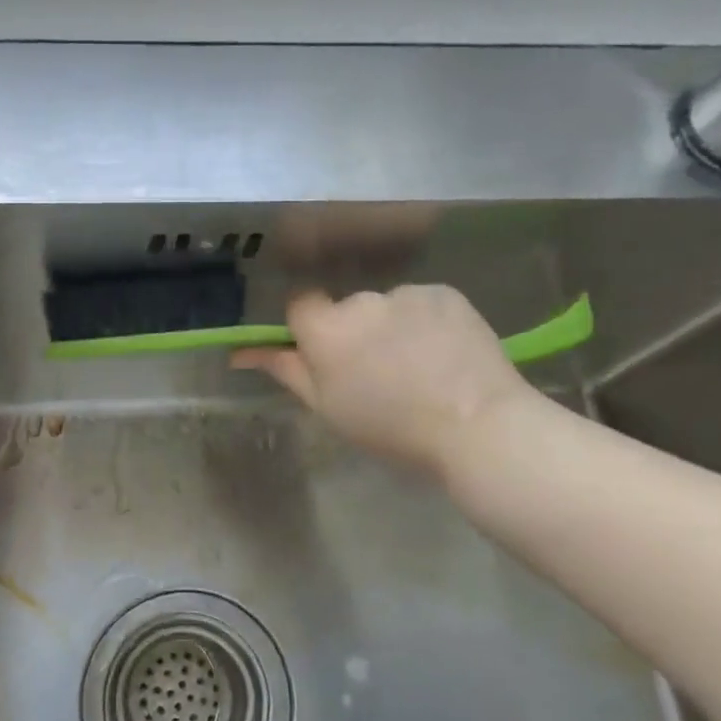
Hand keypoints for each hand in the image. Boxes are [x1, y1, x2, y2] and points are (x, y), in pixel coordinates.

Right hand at [232, 285, 536, 476]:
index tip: (328, 358)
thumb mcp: (328, 408)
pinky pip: (421, 303)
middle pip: (346, 308)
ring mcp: (407, 293)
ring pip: (386, 306)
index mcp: (327, 330)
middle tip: (379, 374)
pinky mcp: (445, 292)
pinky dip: (426, 322)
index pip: (300, 305)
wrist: (478, 426)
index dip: (311, 330)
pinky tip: (445, 354)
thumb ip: (285, 371)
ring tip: (420, 367)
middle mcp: (362, 301)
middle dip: (354, 332)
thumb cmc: (392, 428)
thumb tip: (242, 351)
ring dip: (392, 327)